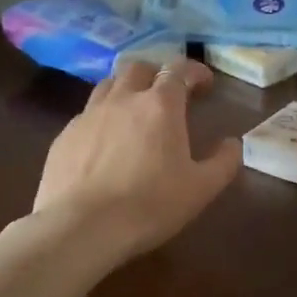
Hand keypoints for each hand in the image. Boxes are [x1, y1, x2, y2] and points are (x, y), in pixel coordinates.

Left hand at [34, 57, 241, 262]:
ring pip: (108, 85)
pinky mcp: (64, 136)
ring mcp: (88, 115)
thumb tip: (233, 143)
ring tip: (134, 111)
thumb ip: (223, 162)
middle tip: (168, 94)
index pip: (178, 70)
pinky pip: (86, 114)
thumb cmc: (149, 205)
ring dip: (126, 89)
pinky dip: (102, 118)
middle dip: (157, 74)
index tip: (204, 83)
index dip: (194, 71)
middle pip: (139, 68)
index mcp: (160, 105)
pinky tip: (104, 143)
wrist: (81, 228)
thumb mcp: (201, 189)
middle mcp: (123, 99)